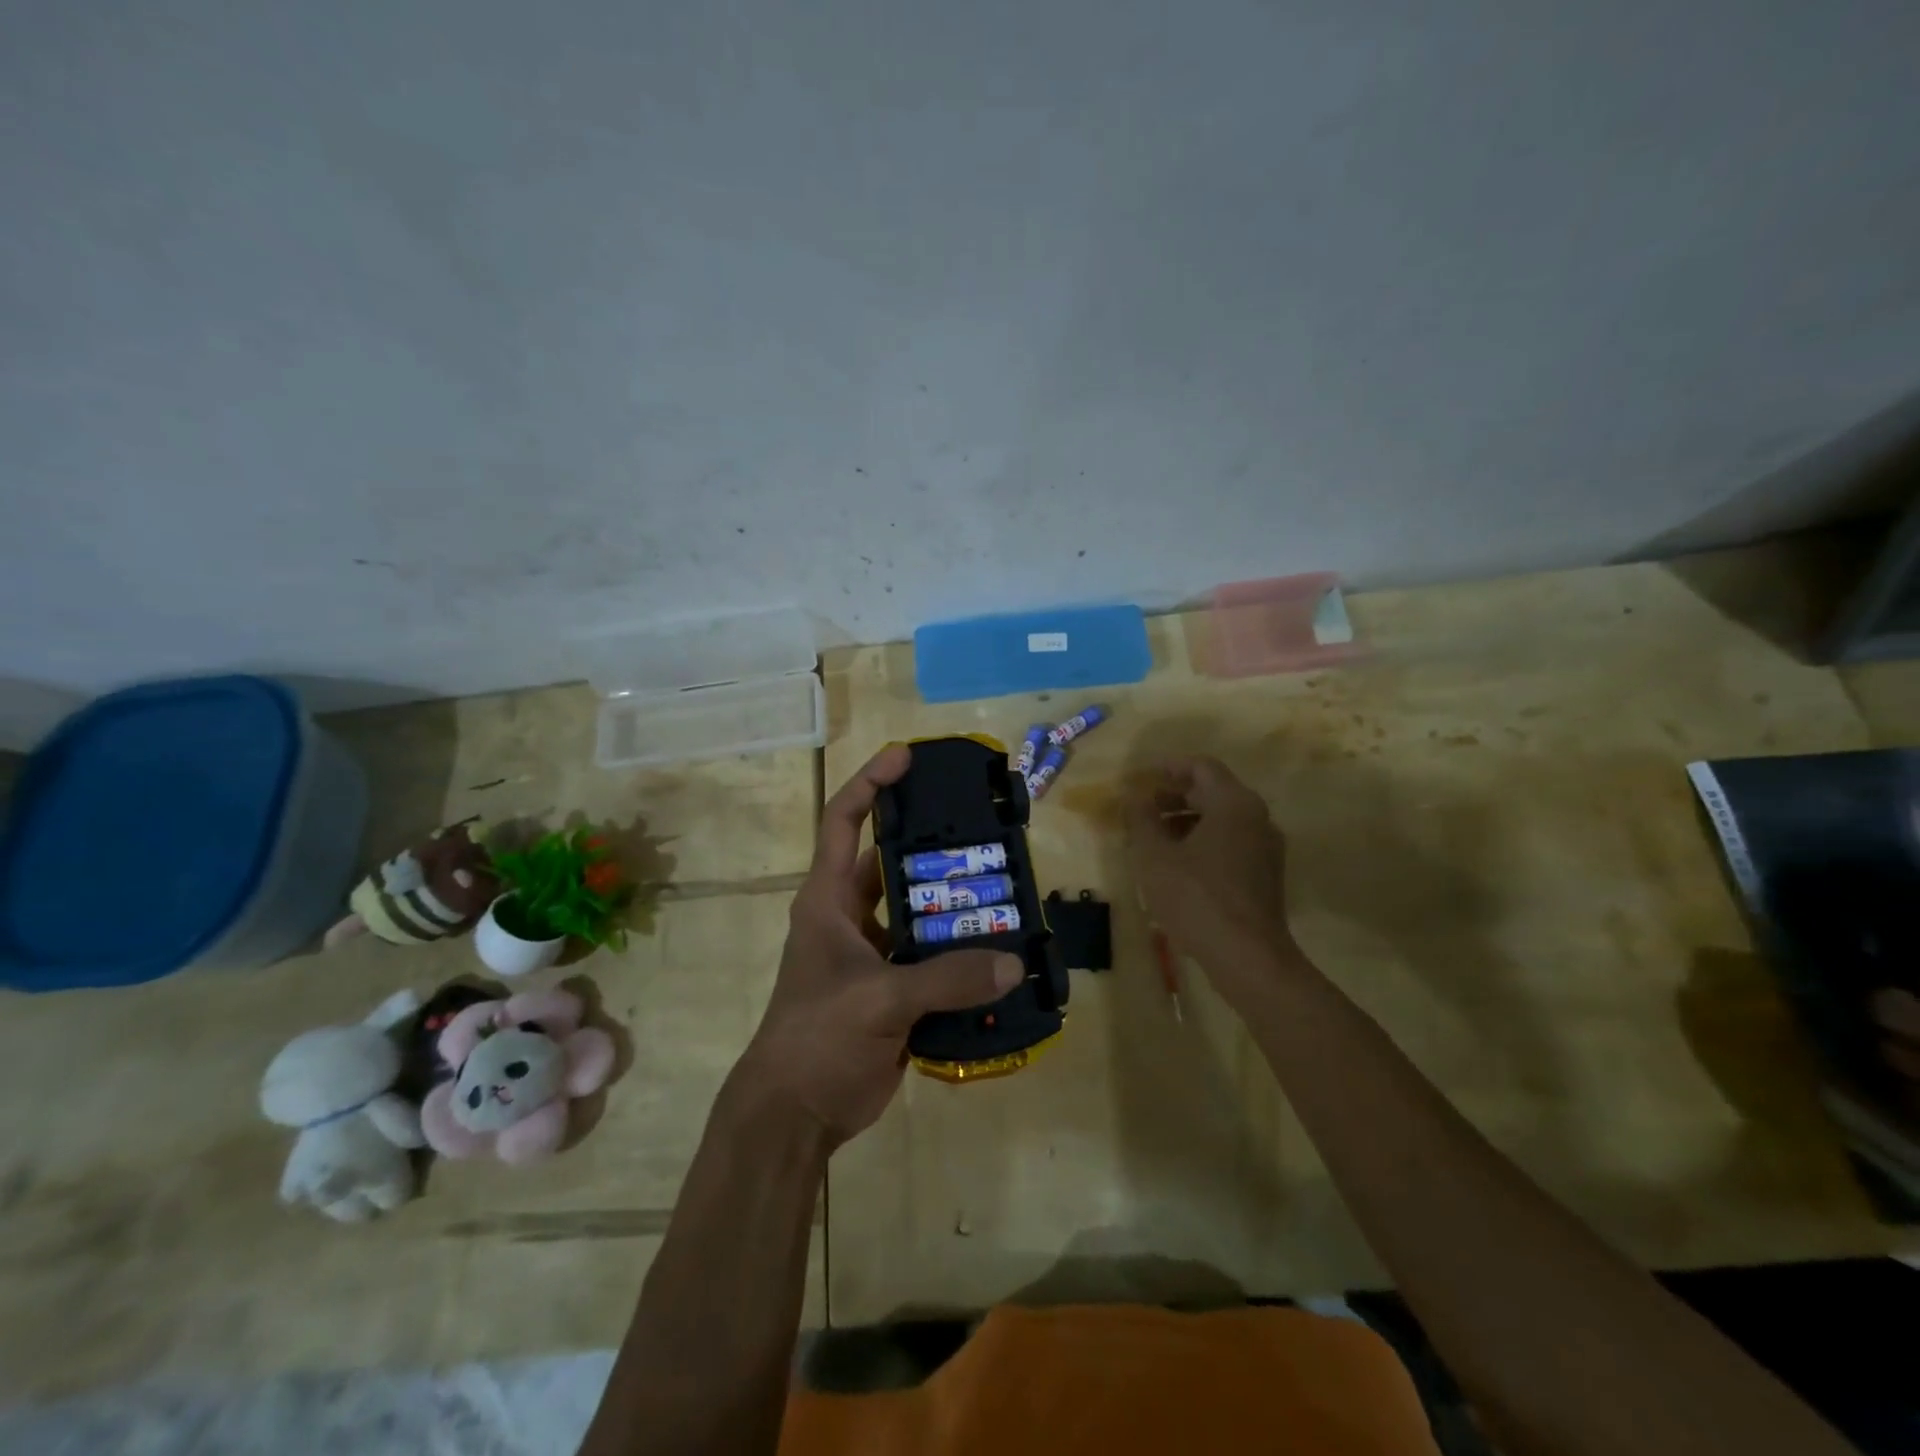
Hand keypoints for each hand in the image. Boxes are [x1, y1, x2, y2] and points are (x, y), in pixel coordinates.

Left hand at [740, 744, 1022, 1149]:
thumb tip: (1013, 964)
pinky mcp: (893, 989)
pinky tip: (1001, 950)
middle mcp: (851, 916)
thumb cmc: (817, 1038)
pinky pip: (932, 958)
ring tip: (1004, 886)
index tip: (906, 756)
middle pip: (894, 863)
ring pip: (919, 912)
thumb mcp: (878, 1000)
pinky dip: (962, 953)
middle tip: (984, 828)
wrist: (795, 1115)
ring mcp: (873, 954)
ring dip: (955, 904)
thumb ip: (946, 979)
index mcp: (828, 899)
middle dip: (934, 844)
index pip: (844, 821)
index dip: (871, 782)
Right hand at [1125, 755, 1299, 1007]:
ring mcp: (1266, 847)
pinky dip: (1203, 842)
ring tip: (1153, 839)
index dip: (1168, 768)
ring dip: (1186, 821)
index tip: (1140, 778)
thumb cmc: (1196, 898)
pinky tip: (1177, 865)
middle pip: (1212, 792)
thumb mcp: (1154, 856)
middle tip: (1141, 809)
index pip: (1201, 767)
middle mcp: (1257, 817)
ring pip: (1222, 820)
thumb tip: (1135, 796)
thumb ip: (1141, 818)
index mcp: (1234, 803)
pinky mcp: (1266, 875)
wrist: (1248, 957)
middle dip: (1174, 797)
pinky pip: (1231, 843)